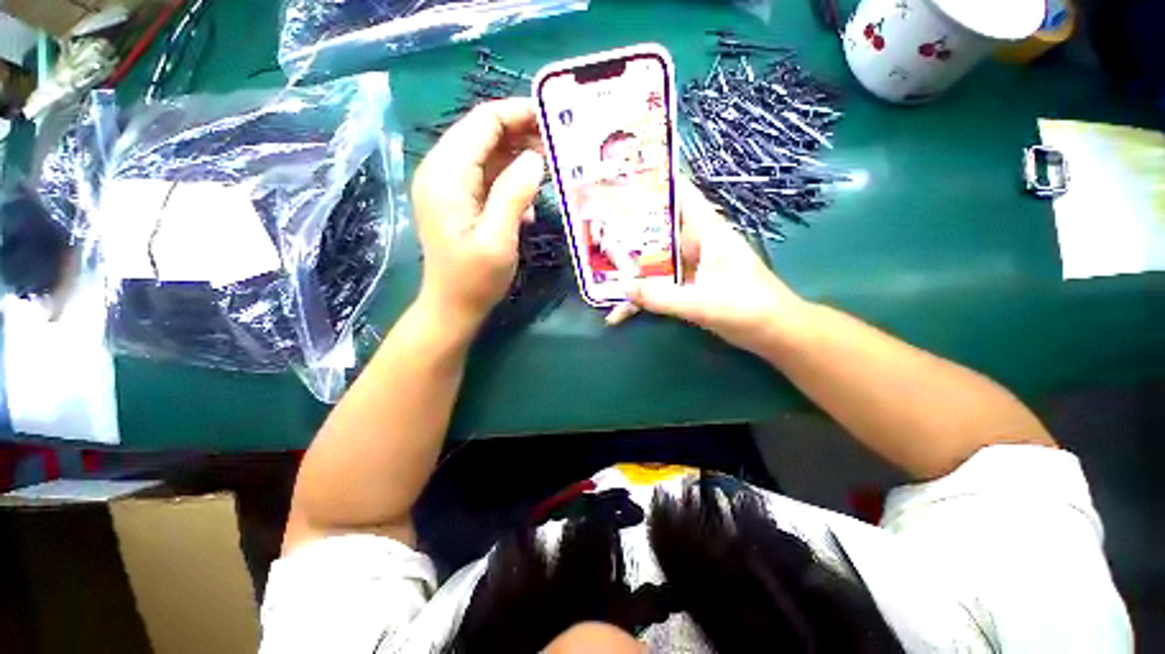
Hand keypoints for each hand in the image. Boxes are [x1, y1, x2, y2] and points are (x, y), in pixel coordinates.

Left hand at [411, 98, 545, 331]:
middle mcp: (440, 171)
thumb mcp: (499, 238)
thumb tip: (535, 158)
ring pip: (486, 155)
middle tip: (557, 145)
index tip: (552, 119)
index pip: (482, 123)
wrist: (452, 307)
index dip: (516, 114)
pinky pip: (485, 177)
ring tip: (550, 169)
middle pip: (482, 134)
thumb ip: (514, 194)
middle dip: (520, 134)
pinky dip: (508, 181)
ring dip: (517, 158)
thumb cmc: (475, 279)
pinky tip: (527, 204)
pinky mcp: (456, 201)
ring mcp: (447, 186)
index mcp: (446, 175)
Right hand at [615, 176, 808, 352]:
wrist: (774, 334)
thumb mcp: (701, 303)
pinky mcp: (689, 287)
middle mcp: (697, 245)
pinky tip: (619, 312)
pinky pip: (659, 287)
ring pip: (655, 262)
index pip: (682, 196)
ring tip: (598, 271)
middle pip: (659, 230)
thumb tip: (623, 288)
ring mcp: (691, 268)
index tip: (625, 177)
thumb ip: (661, 297)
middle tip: (597, 227)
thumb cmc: (747, 309)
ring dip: (631, 270)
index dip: (657, 182)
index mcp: (707, 233)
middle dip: (629, 230)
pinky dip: (642, 297)